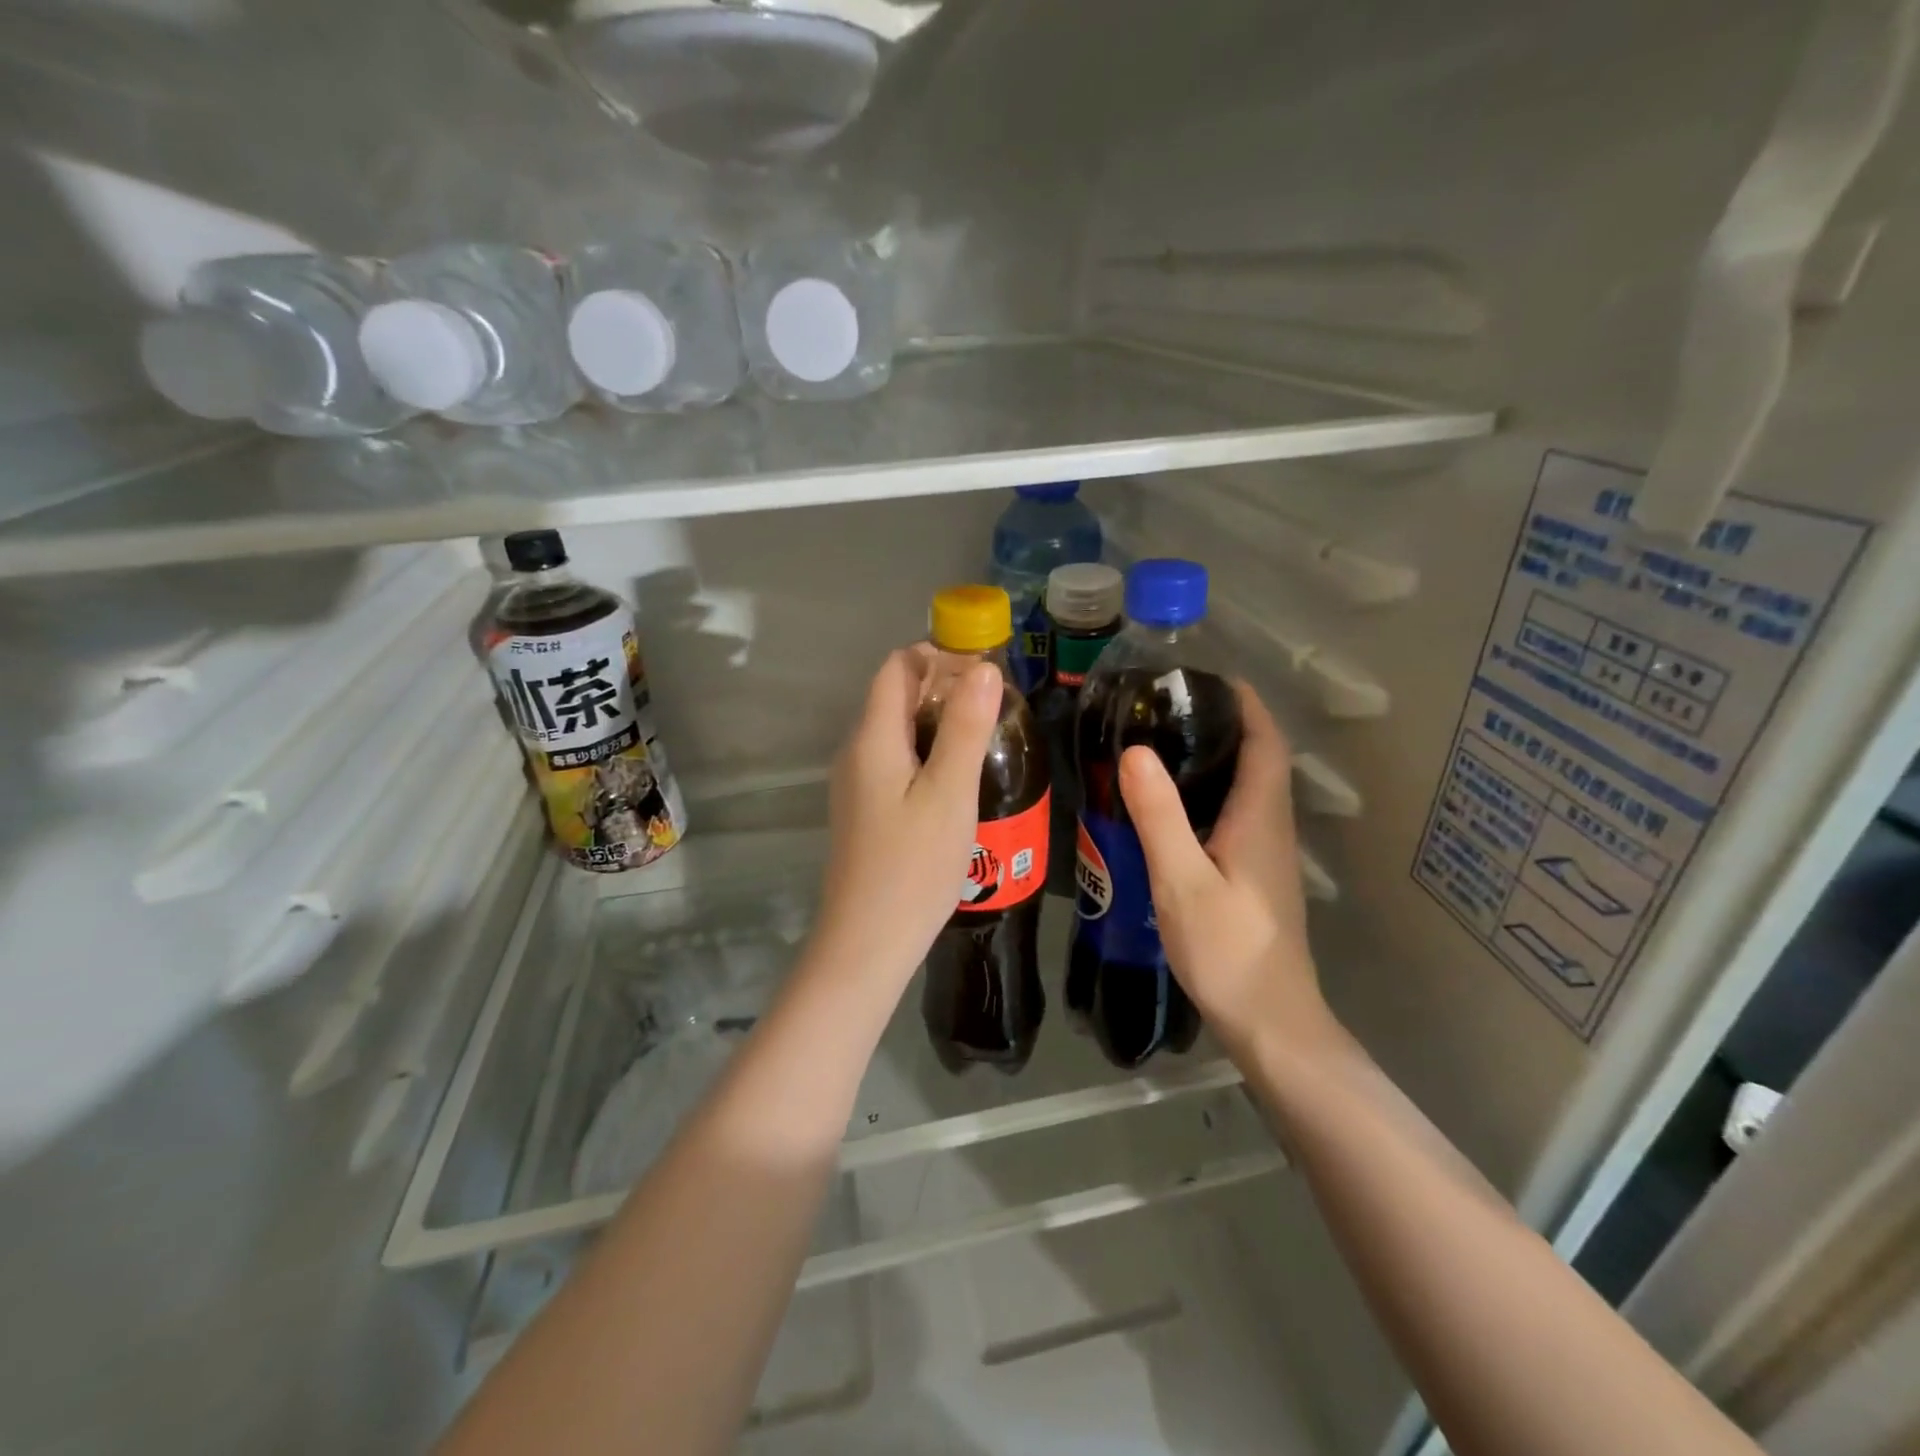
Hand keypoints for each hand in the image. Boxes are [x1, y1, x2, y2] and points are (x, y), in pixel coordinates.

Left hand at [812, 647, 1002, 987]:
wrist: (868, 941)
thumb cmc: (914, 866)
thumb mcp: (950, 793)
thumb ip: (966, 727)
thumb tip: (983, 667)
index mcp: (873, 738)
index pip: (897, 667)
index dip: (938, 656)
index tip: (984, 670)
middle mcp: (856, 752)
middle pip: (895, 696)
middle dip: (943, 688)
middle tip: (995, 707)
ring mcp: (856, 783)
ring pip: (898, 731)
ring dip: (938, 722)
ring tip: (985, 739)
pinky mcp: (864, 809)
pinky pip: (895, 761)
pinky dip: (927, 753)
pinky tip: (957, 780)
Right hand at [1118, 681, 1327, 1059]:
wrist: (1271, 1021)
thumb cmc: (1228, 949)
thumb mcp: (1181, 880)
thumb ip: (1159, 815)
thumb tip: (1135, 751)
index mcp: (1260, 817)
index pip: (1265, 741)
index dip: (1244, 703)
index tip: (1207, 677)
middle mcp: (1271, 827)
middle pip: (1258, 758)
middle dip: (1224, 723)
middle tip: (1167, 708)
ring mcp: (1267, 854)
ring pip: (1248, 788)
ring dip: (1217, 758)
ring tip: (1162, 745)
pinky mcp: (1255, 876)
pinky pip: (1236, 815)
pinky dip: (1210, 793)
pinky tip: (1172, 808)